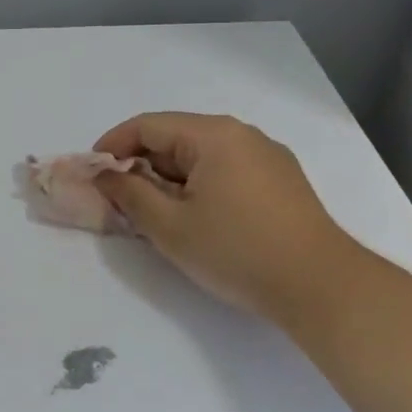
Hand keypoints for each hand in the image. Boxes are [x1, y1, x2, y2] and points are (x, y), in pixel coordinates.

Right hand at [92, 112, 356, 322]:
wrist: (319, 285)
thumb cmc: (237, 251)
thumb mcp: (170, 226)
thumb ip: (129, 195)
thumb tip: (105, 175)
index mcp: (214, 135)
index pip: (148, 125)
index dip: (113, 146)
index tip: (92, 174)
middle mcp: (242, 134)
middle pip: (176, 137)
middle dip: (141, 165)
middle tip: (118, 199)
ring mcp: (267, 156)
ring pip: (201, 156)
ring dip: (170, 178)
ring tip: (154, 213)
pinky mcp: (281, 180)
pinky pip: (226, 170)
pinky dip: (199, 185)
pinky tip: (194, 217)